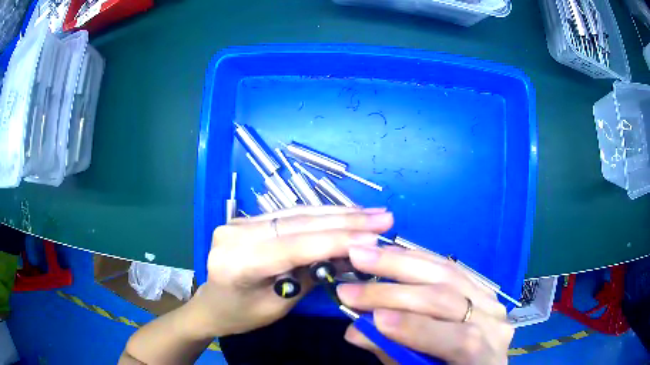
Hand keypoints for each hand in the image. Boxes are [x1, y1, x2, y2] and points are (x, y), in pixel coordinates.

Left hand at [191, 206, 393, 337]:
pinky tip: (345, 214)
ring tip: (372, 214)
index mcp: (236, 263)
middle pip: (297, 224)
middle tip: (383, 217)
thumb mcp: (278, 306)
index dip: (336, 241)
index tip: (375, 237)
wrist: (212, 304)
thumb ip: (310, 277)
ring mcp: (239, 221)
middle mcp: (234, 234)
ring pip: (297, 214)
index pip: (293, 247)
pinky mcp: (248, 218)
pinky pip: (290, 215)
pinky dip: (320, 215)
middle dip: (345, 221)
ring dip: (338, 213)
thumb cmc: (242, 315)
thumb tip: (349, 253)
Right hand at [337, 246, 513, 364]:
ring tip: (365, 255)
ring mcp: (490, 300)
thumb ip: (394, 353)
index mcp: (485, 357)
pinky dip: (419, 258)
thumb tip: (355, 330)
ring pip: (450, 274)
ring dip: (402, 262)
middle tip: (350, 286)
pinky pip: (451, 267)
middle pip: (450, 299)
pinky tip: (393, 251)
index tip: (374, 318)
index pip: (460, 339)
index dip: (418, 329)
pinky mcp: (480, 286)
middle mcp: (495, 322)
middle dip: (396, 292)